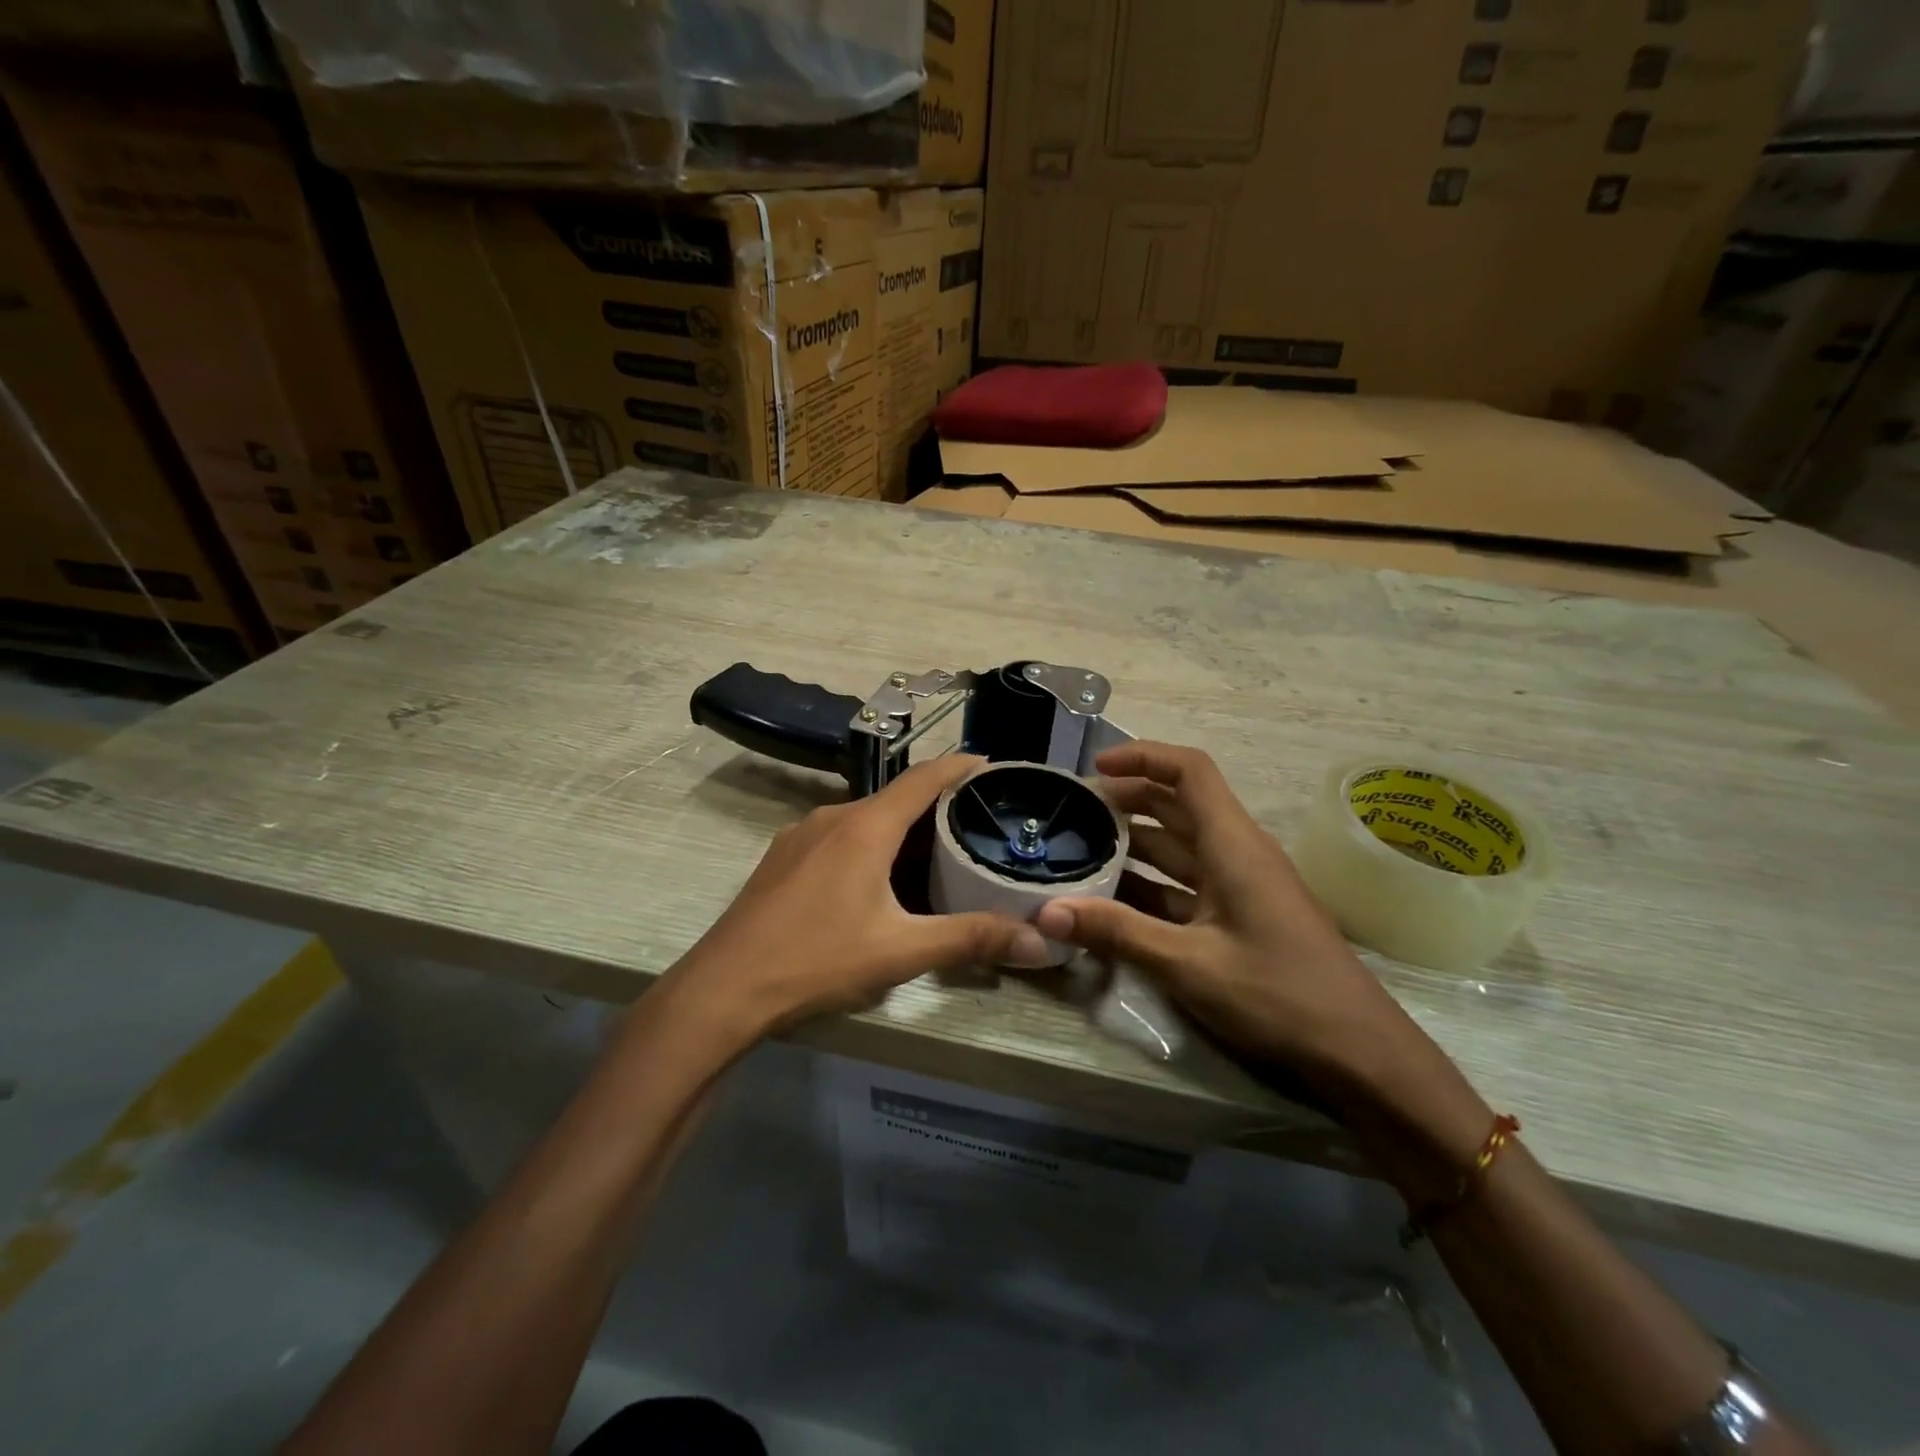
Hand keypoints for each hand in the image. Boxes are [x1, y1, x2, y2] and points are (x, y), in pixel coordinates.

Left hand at [658, 755, 1049, 1046]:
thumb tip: (1037, 940)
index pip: (924, 777)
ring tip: (935, 853)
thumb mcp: (900, 951)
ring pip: (865, 818)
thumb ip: (969, 939)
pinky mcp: (782, 858)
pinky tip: (878, 879)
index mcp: (865, 826)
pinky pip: (839, 836)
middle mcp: (833, 816)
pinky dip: (870, 843)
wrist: (723, 988)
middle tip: (977, 824)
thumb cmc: (817, 959)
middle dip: (937, 806)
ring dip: (901, 828)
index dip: (961, 766)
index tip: (993, 766)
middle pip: (896, 798)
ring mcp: (801, 835)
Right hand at [1034, 742, 1418, 1091]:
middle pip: (1178, 805)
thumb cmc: (1279, 995)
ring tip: (1080, 851)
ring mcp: (1239, 887)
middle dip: (1127, 800)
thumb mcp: (1189, 965)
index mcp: (1234, 845)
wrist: (1358, 1053)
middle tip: (1074, 812)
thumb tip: (1046, 911)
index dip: (1143, 756)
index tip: (1096, 767)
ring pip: (1179, 848)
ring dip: (1134, 845)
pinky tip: (1112, 902)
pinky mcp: (1238, 918)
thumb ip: (1117, 933)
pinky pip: (1185, 887)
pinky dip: (1149, 886)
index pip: (1190, 771)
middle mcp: (1237, 854)